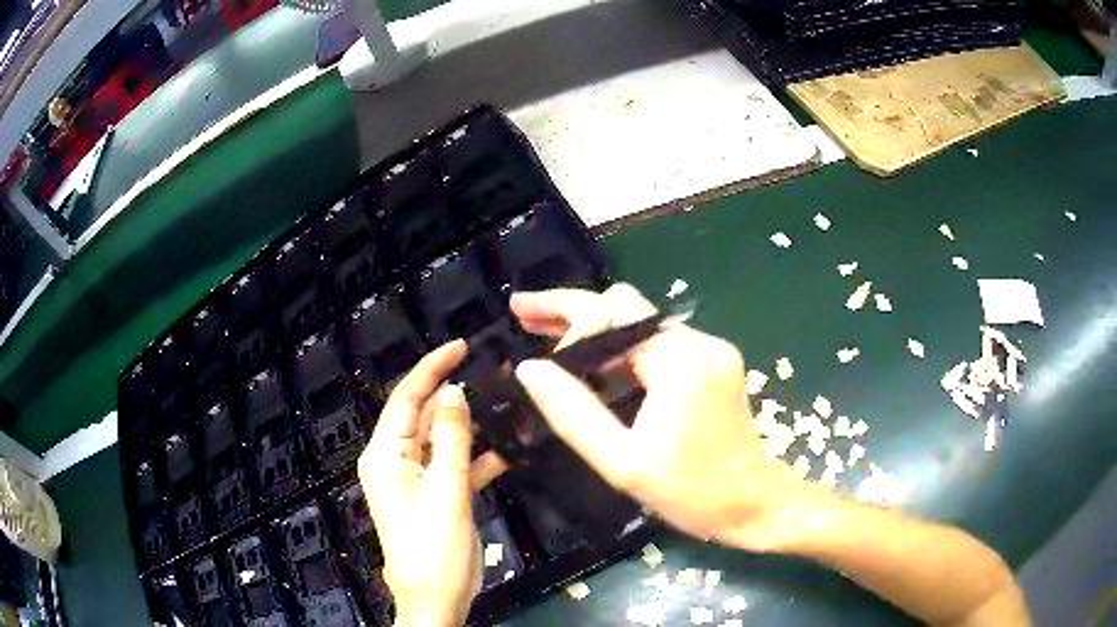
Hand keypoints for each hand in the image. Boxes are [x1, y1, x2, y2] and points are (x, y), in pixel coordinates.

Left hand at [358, 340, 499, 626]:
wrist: (436, 599)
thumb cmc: (433, 547)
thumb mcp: (445, 490)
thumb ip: (451, 438)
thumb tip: (454, 391)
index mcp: (385, 455)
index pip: (406, 398)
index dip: (432, 368)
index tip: (461, 346)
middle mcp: (396, 461)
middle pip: (425, 416)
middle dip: (455, 396)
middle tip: (494, 374)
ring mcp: (417, 479)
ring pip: (443, 440)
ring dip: (471, 427)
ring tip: (505, 405)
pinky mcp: (436, 496)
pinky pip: (455, 466)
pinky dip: (478, 458)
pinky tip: (508, 450)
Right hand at [510, 285, 817, 550]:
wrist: (753, 504)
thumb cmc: (690, 492)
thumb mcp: (622, 463)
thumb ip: (573, 413)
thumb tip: (529, 369)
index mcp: (680, 362)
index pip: (612, 315)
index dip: (567, 327)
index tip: (538, 360)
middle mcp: (699, 342)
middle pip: (625, 306)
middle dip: (571, 308)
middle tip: (521, 313)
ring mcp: (710, 349)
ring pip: (638, 322)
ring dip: (592, 326)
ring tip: (542, 332)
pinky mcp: (712, 363)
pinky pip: (655, 342)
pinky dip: (618, 347)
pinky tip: (589, 361)